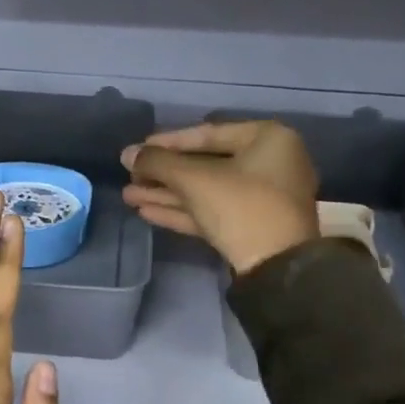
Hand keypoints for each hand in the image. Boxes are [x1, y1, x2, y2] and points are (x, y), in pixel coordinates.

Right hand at [121, 121, 318, 274]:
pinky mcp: (253, 226)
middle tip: (129, 176)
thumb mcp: (195, 180)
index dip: (167, 143)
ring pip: (207, 190)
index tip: (137, 150)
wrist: (277, 269)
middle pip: (205, 164)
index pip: (207, 134)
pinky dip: (183, 210)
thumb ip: (158, 163)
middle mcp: (270, 163)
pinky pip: (214, 210)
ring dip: (167, 194)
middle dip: (164, 174)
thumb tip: (127, 153)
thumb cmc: (241, 207)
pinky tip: (147, 211)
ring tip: (129, 195)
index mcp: (268, 139)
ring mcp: (264, 198)